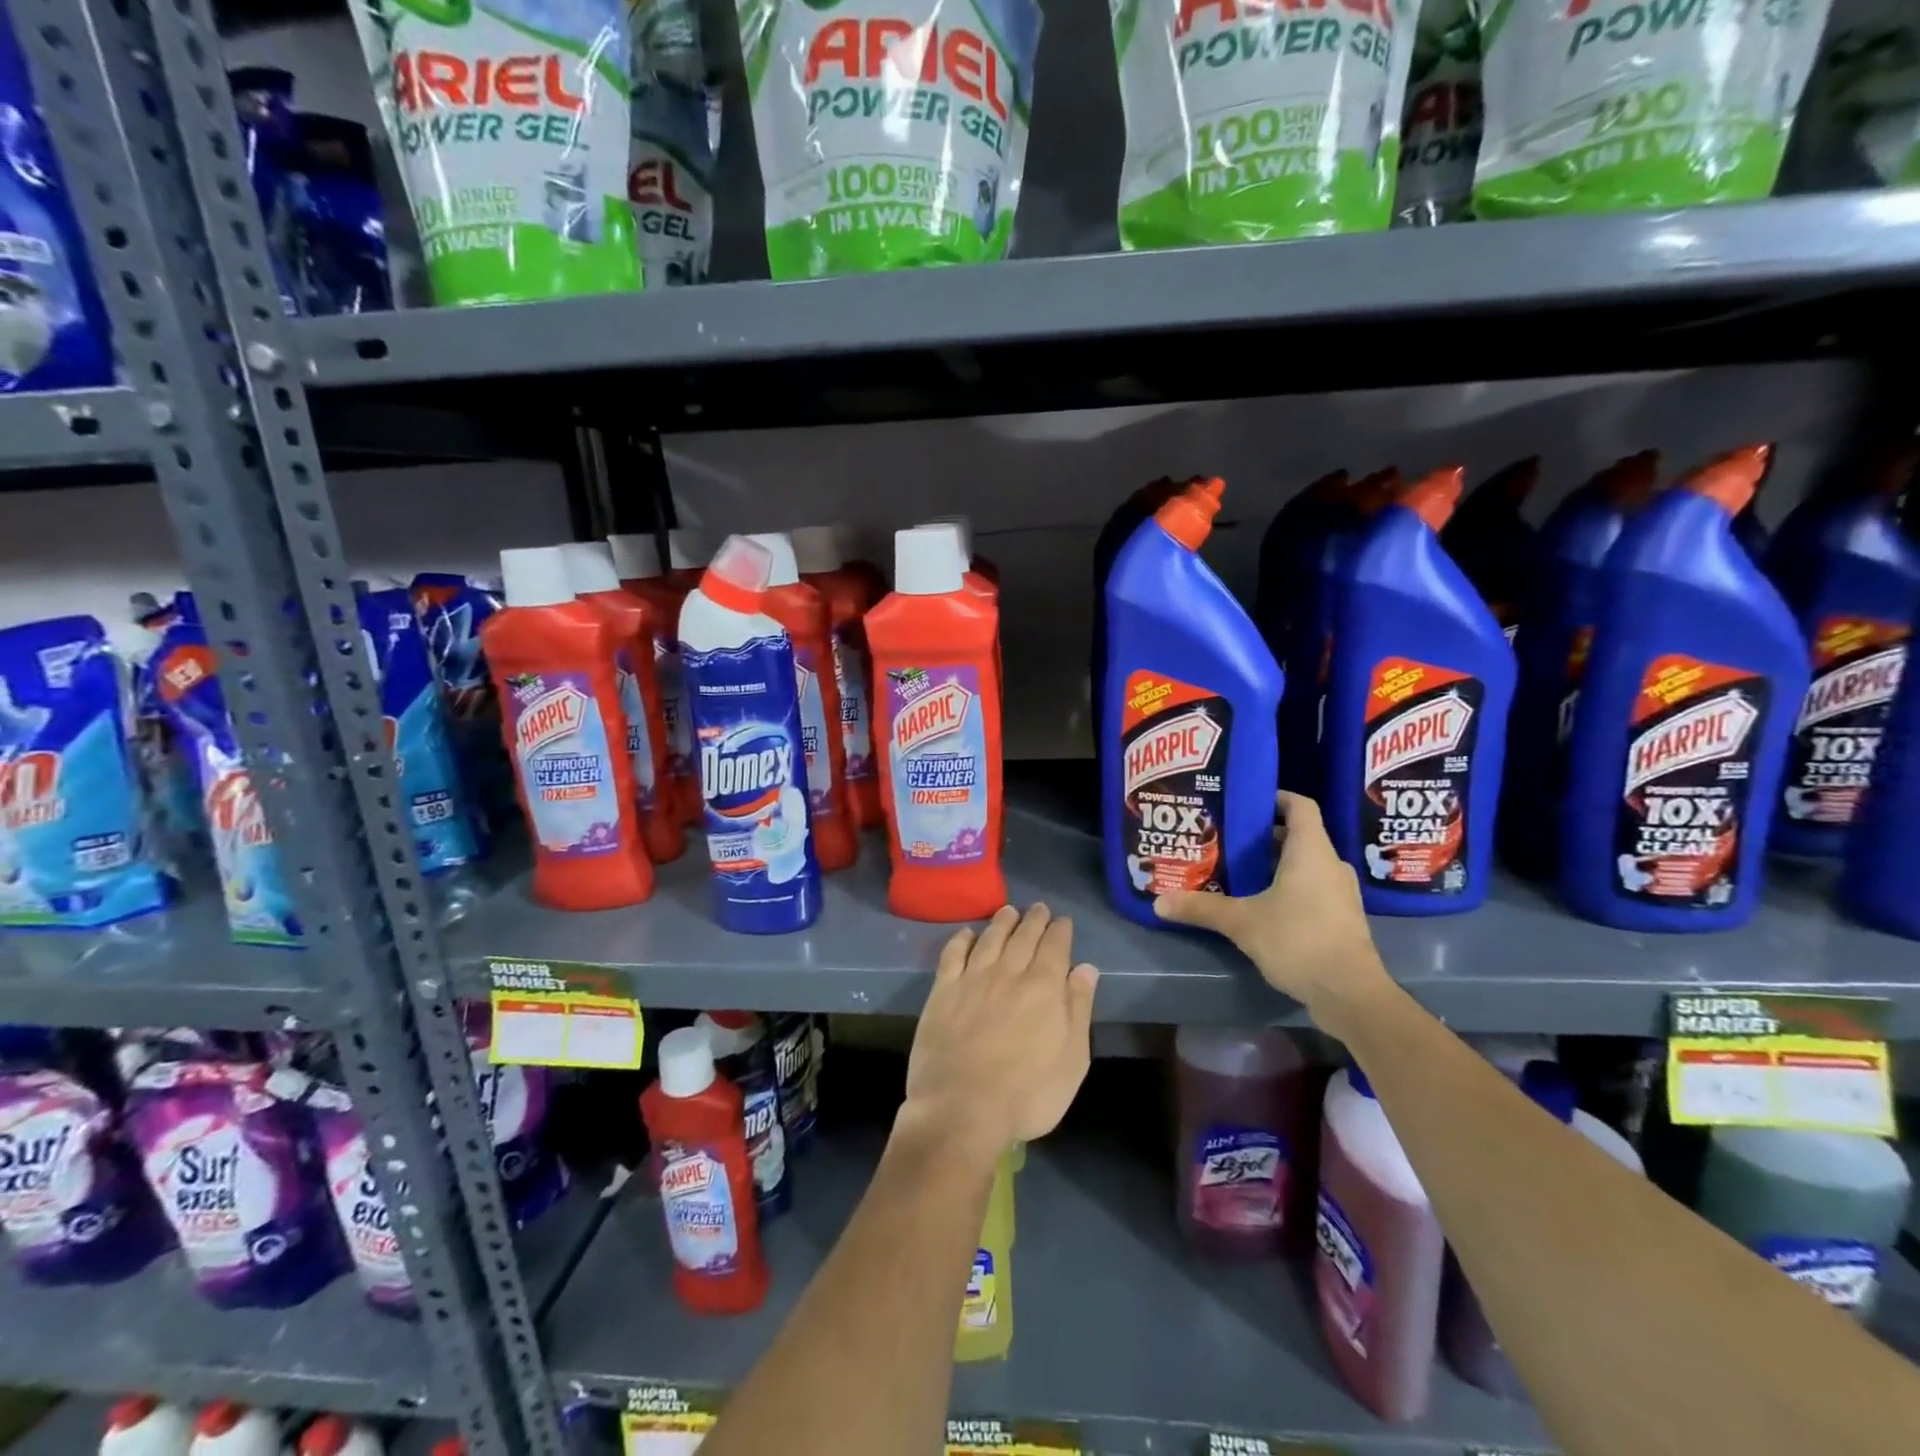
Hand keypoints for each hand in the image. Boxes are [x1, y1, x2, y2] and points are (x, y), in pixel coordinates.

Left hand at [903, 903, 1097, 1158]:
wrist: (962, 1109)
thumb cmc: (1027, 1094)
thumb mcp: (1072, 1060)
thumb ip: (1078, 1009)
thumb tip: (1085, 968)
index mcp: (1043, 987)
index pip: (1055, 946)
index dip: (1060, 930)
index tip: (1062, 921)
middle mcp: (1008, 972)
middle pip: (1023, 936)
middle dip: (1034, 919)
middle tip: (1038, 908)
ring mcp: (972, 979)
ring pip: (990, 938)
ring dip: (1002, 922)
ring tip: (1009, 911)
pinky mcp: (943, 991)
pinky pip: (953, 954)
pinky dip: (962, 939)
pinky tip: (967, 933)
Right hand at [1153, 792, 1388, 1027]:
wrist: (1350, 993)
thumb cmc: (1298, 940)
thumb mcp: (1242, 922)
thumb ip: (1201, 908)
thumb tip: (1159, 901)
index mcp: (1310, 851)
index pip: (1300, 806)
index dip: (1276, 797)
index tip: (1247, 801)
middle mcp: (1330, 864)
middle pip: (1299, 836)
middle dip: (1264, 836)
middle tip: (1228, 840)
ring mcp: (1340, 893)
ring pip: (1306, 864)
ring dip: (1276, 864)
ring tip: (1239, 871)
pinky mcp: (1342, 918)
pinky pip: (1313, 888)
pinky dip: (1289, 888)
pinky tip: (1262, 904)